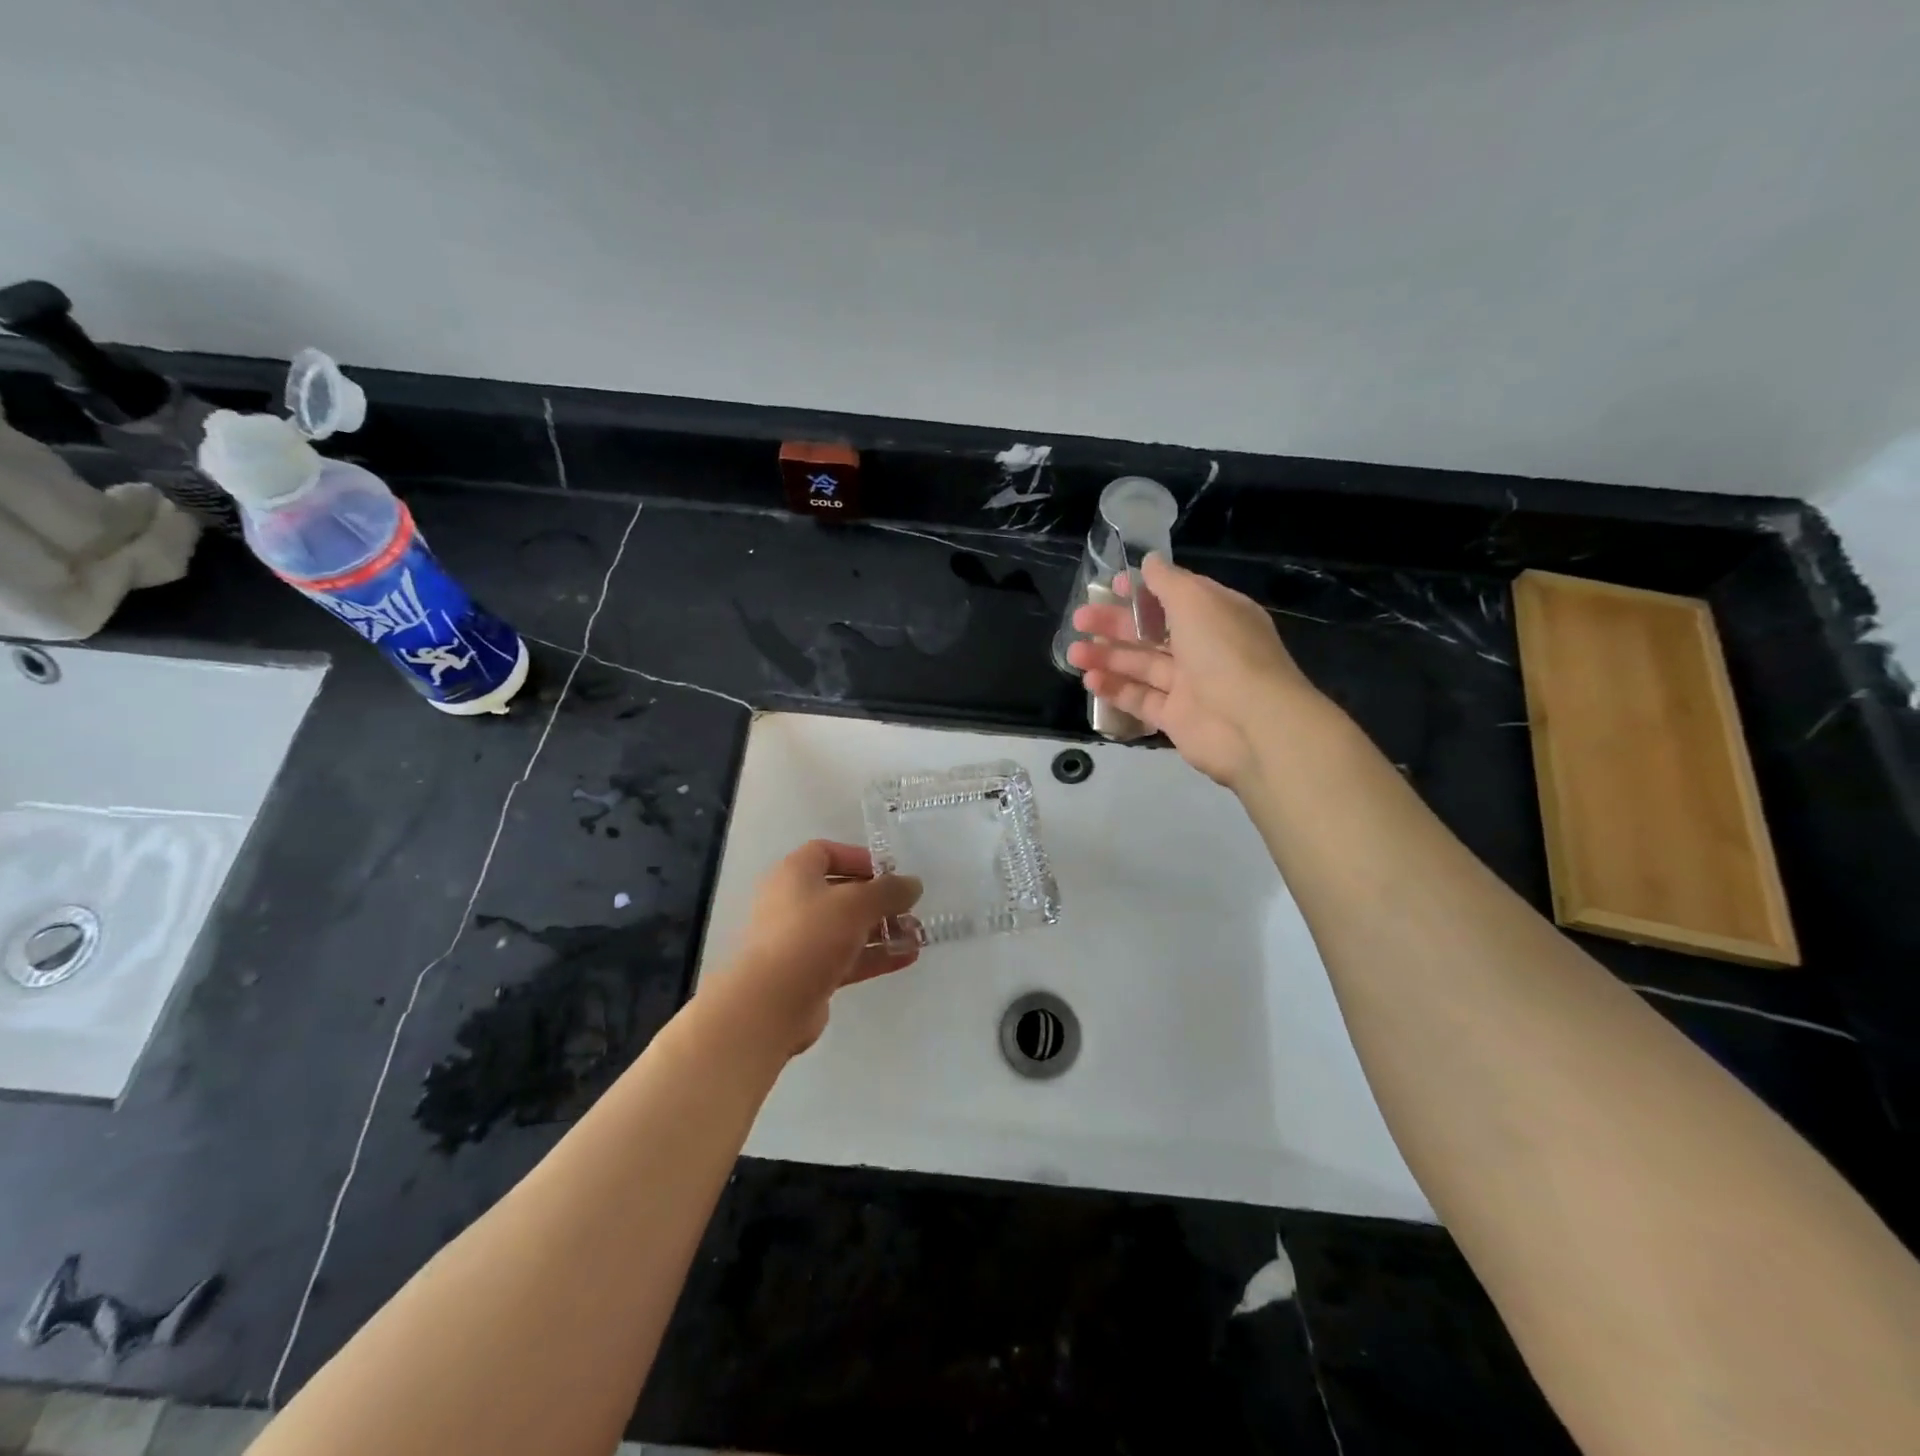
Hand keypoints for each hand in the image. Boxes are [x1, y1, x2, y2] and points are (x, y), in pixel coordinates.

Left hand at [715, 840, 922, 1055]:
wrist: (770, 1004)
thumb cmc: (811, 936)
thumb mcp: (857, 903)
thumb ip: (889, 890)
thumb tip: (913, 884)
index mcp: (794, 874)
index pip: (826, 853)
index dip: (859, 858)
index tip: (889, 872)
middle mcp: (793, 902)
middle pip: (841, 892)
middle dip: (878, 900)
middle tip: (909, 908)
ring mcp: (800, 941)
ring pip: (847, 928)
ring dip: (882, 929)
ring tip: (916, 936)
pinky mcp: (809, 974)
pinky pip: (847, 957)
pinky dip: (874, 955)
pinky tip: (907, 958)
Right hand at [1067, 555, 1318, 787]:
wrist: (1252, 723)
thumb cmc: (1225, 652)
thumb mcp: (1196, 601)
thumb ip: (1168, 581)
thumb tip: (1149, 561)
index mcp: (1216, 615)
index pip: (1175, 597)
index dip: (1142, 591)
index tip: (1111, 587)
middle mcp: (1204, 648)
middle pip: (1151, 632)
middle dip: (1114, 624)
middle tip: (1079, 620)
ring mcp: (1190, 685)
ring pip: (1141, 666)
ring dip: (1107, 657)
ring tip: (1073, 654)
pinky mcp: (1176, 718)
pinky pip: (1141, 699)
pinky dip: (1116, 689)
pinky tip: (1091, 681)